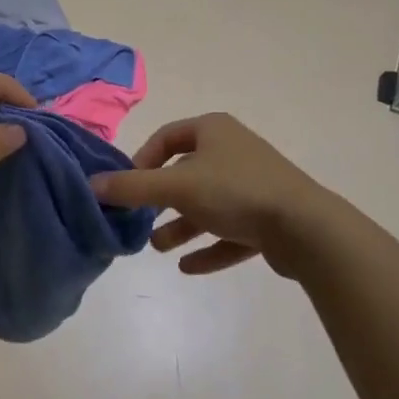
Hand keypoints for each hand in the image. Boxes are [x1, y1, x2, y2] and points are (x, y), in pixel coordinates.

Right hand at [91, 113, 337, 277]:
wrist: (306, 228)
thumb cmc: (235, 192)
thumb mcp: (176, 187)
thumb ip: (132, 187)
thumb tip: (91, 185)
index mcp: (214, 131)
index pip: (167, 137)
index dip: (142, 160)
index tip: (128, 186)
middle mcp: (234, 152)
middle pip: (186, 174)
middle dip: (160, 200)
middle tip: (139, 220)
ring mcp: (254, 186)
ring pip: (208, 206)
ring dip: (181, 227)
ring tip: (157, 247)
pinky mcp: (269, 219)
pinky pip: (231, 232)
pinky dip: (209, 248)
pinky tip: (188, 268)